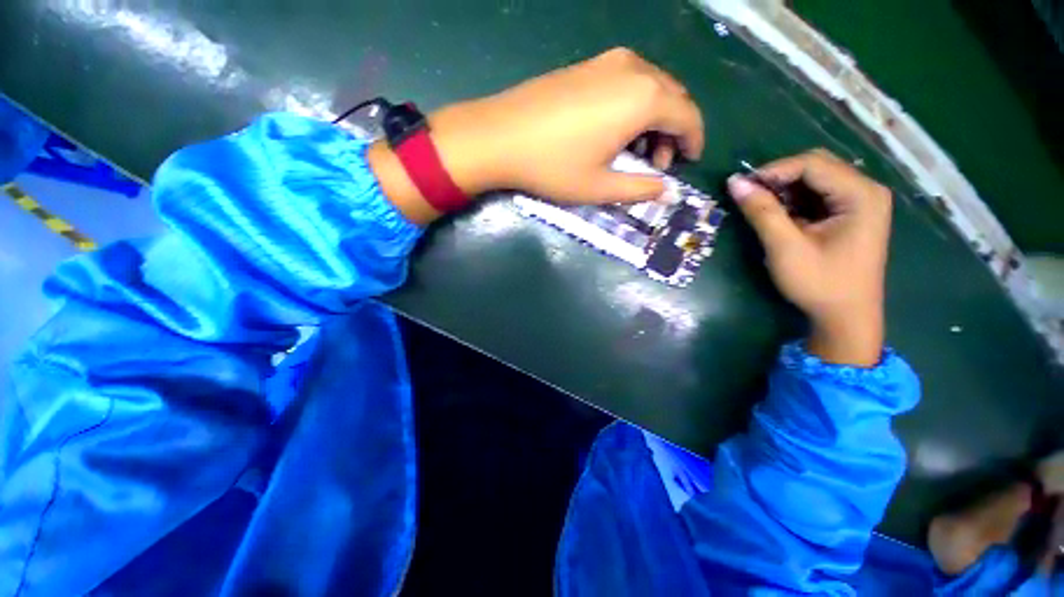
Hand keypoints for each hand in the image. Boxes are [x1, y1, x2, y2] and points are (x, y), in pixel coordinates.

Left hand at [368, 47, 703, 223]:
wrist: (499, 136)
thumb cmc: (553, 166)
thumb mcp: (600, 187)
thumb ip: (640, 188)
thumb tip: (668, 193)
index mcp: (643, 98)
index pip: (688, 116)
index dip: (694, 140)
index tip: (689, 161)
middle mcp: (633, 70)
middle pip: (672, 97)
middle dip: (673, 132)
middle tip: (657, 163)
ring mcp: (607, 62)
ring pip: (650, 88)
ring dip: (653, 119)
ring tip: (635, 151)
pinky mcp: (587, 65)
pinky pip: (627, 82)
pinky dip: (633, 106)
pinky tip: (615, 130)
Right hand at [728, 149, 891, 366]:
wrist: (846, 317)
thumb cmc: (820, 283)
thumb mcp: (786, 248)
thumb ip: (762, 212)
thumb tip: (734, 182)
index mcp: (861, 195)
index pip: (813, 164)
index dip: (774, 170)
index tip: (741, 186)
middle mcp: (866, 190)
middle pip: (817, 167)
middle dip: (779, 178)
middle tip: (749, 196)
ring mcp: (861, 202)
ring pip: (816, 180)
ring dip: (785, 190)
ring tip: (760, 207)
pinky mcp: (851, 214)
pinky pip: (819, 195)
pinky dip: (794, 201)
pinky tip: (779, 216)